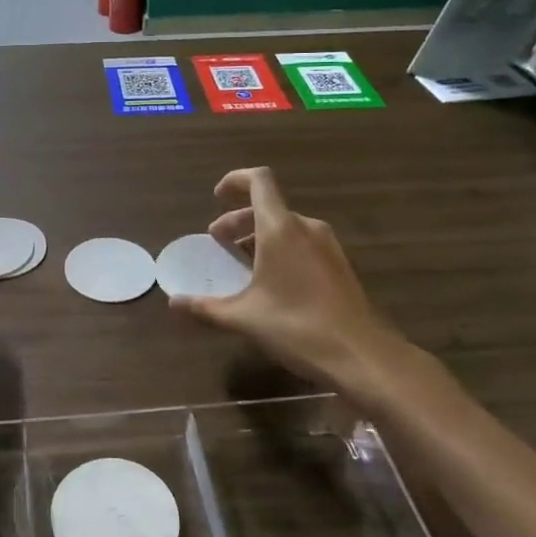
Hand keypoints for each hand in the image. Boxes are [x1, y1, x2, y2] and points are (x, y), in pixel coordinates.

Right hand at [169, 168, 419, 411]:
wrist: (362, 356)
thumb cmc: (297, 327)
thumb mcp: (244, 318)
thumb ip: (205, 308)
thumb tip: (172, 303)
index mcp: (280, 229)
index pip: (259, 181)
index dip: (235, 181)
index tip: (216, 197)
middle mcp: (306, 228)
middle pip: (268, 207)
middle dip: (239, 220)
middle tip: (218, 242)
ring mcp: (327, 246)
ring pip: (286, 227)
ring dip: (259, 236)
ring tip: (241, 263)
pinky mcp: (339, 266)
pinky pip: (302, 243)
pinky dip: (280, 249)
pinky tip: (271, 282)